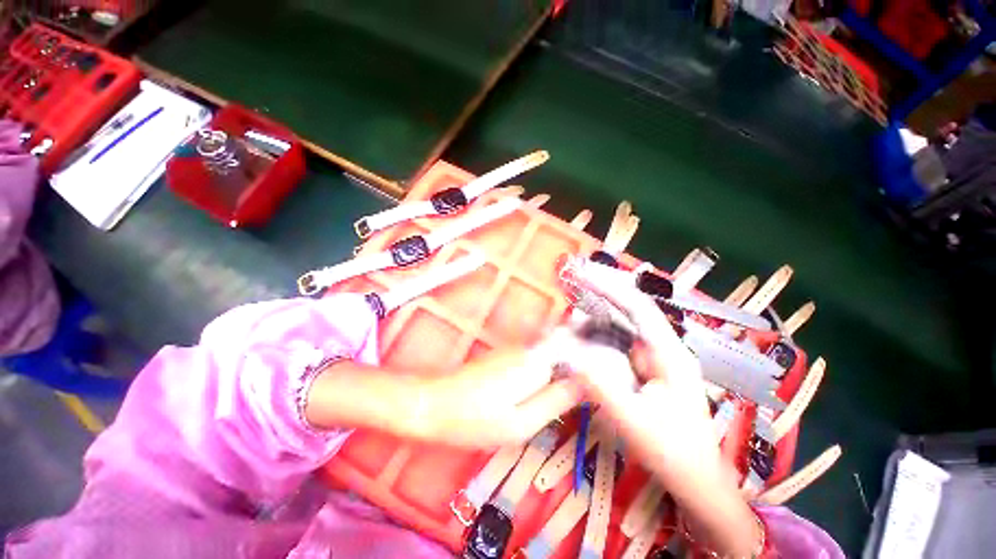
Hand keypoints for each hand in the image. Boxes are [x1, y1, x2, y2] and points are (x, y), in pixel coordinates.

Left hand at [414, 330, 583, 447]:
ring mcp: (517, 349)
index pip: (580, 353)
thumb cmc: (475, 420)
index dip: (598, 366)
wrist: (434, 403)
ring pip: (556, 354)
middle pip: (569, 350)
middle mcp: (530, 348)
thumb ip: (557, 401)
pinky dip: (553, 371)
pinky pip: (541, 358)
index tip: (611, 383)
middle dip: (585, 367)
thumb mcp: (521, 423)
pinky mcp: (508, 355)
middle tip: (599, 393)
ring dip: (570, 369)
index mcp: (536, 361)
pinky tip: (553, 389)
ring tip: (581, 394)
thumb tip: (588, 386)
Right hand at [561, 260, 721, 481]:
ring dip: (596, 313)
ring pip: (622, 326)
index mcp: (669, 354)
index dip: (609, 287)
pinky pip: (618, 343)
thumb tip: (566, 354)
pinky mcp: (644, 368)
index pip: (638, 308)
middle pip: (630, 310)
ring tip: (570, 305)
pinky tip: (580, 333)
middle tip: (571, 283)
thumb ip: (598, 385)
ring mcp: (654, 357)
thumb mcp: (632, 420)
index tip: (582, 275)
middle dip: (600, 294)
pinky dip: (597, 334)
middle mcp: (662, 348)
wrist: (695, 479)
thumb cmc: (671, 451)